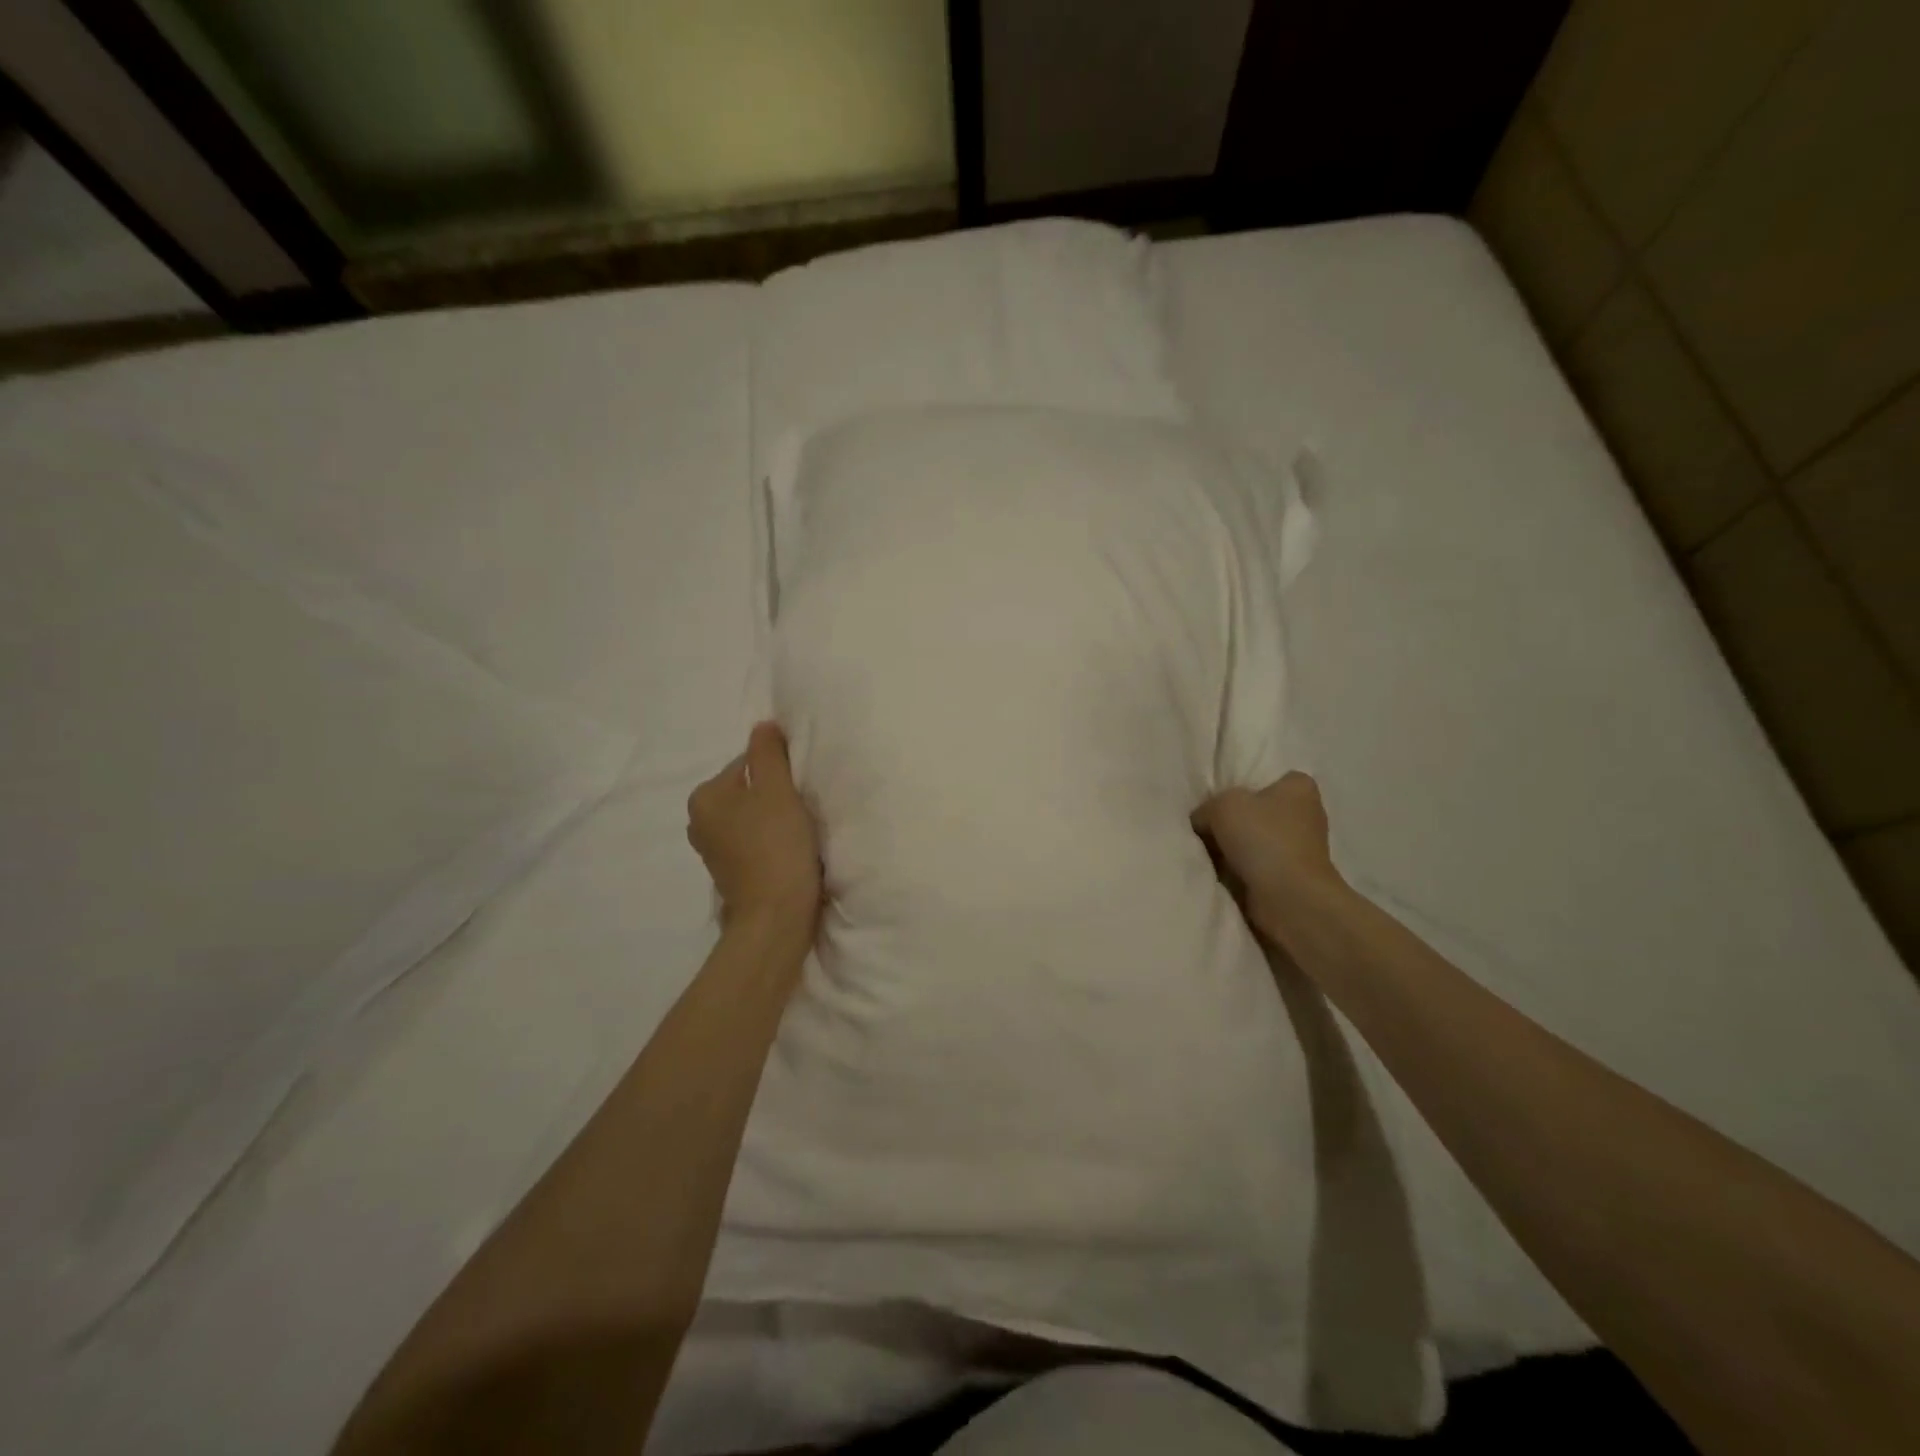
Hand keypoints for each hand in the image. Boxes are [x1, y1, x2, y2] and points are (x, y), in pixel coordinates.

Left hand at [687, 722, 821, 938]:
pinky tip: (792, 851)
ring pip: (752, 818)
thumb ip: (768, 752)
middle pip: (749, 791)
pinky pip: (754, 843)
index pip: (748, 763)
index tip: (801, 788)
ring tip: (801, 831)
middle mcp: (700, 822)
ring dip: (776, 819)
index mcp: (705, 796)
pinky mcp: (731, 874)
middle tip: (804, 808)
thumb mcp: (777, 788)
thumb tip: (763, 726)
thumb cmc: (776, 845)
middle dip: (776, 795)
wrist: (776, 916)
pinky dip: (772, 842)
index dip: (780, 770)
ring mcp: (713, 851)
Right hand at [1192, 772, 1343, 936]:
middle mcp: (1306, 814)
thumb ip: (1206, 808)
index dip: (1243, 787)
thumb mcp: (1221, 806)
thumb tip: (1202, 822)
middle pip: (1258, 811)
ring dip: (1235, 848)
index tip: (1219, 800)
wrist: (1288, 897)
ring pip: (1256, 840)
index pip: (1269, 778)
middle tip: (1206, 827)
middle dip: (1235, 820)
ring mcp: (1302, 848)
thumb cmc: (1262, 838)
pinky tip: (1222, 873)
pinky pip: (1258, 865)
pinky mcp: (1293, 876)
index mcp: (1299, 787)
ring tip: (1210, 852)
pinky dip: (1241, 870)